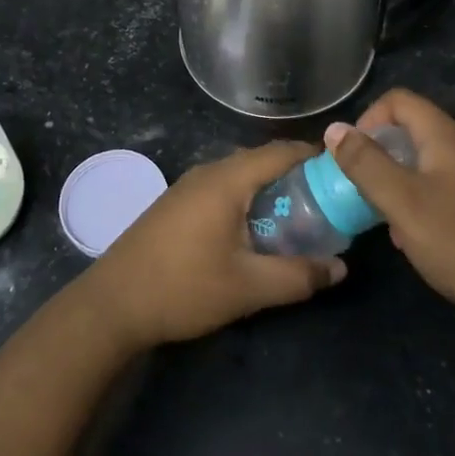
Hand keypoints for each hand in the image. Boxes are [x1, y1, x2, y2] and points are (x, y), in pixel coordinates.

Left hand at [81, 141, 347, 351]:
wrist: (112, 304)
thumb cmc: (183, 288)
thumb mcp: (248, 287)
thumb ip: (298, 276)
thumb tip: (339, 269)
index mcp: (227, 180)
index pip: (281, 151)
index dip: (314, 157)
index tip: (342, 174)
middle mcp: (207, 172)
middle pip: (261, 160)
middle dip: (296, 176)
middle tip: (326, 202)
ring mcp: (187, 187)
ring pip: (240, 175)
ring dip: (269, 190)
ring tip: (297, 218)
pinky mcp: (175, 204)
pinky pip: (222, 189)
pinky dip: (247, 200)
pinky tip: (254, 231)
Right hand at [327, 89, 454, 340]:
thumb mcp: (403, 202)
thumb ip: (366, 163)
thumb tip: (334, 128)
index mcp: (445, 138)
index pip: (399, 101)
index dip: (368, 119)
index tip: (351, 155)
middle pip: (410, 131)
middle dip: (378, 154)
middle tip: (359, 187)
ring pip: (422, 164)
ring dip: (394, 182)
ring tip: (381, 215)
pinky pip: (438, 190)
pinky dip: (416, 203)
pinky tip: (411, 238)